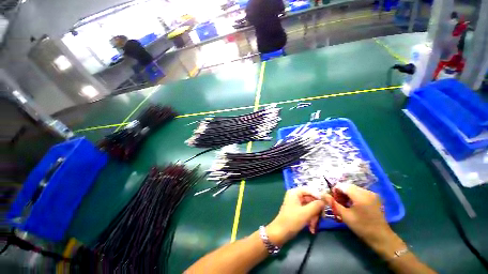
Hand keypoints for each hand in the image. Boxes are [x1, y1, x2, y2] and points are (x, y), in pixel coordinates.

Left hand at [266, 188, 324, 246]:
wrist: (280, 232)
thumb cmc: (292, 220)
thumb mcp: (305, 213)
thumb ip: (316, 205)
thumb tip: (326, 199)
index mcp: (295, 192)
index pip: (310, 190)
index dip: (319, 196)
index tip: (329, 203)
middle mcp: (296, 195)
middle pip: (311, 199)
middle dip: (317, 210)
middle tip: (322, 218)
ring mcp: (297, 203)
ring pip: (311, 207)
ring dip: (314, 217)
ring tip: (314, 226)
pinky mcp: (298, 211)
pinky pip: (308, 212)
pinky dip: (311, 219)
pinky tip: (312, 228)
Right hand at [323, 184, 405, 257]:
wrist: (381, 237)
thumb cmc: (362, 227)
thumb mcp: (345, 216)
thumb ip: (333, 203)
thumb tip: (322, 194)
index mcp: (360, 195)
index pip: (342, 186)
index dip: (335, 191)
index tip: (333, 200)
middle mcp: (367, 191)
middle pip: (348, 186)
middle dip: (341, 193)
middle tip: (339, 203)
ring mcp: (372, 194)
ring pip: (353, 189)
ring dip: (347, 194)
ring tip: (345, 205)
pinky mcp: (374, 197)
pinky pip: (360, 192)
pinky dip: (353, 196)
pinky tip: (353, 205)